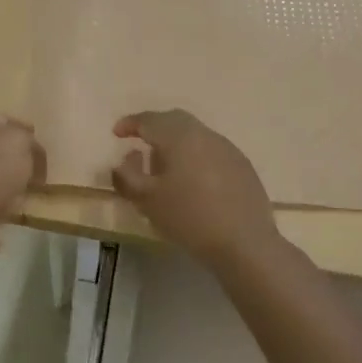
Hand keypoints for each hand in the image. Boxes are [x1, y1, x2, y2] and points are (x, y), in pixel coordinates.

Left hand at [0, 113, 45, 260]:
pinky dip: (16, 205)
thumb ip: (31, 142)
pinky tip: (28, 207)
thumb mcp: (20, 141)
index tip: (44, 141)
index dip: (24, 128)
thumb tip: (34, 155)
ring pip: (6, 177)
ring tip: (43, 188)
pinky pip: (4, 202)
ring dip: (22, 183)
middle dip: (26, 158)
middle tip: (49, 167)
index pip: (3, 120)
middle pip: (5, 150)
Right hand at [112, 110, 277, 266]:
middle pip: (174, 120)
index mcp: (179, 136)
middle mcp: (204, 134)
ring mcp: (227, 149)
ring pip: (195, 135)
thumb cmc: (189, 217)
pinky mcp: (242, 166)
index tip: (117, 134)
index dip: (130, 124)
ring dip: (175, 143)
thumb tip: (125, 160)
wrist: (244, 242)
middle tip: (140, 143)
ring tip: (165, 166)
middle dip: (154, 128)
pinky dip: (195, 156)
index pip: (149, 120)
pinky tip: (192, 181)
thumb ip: (127, 176)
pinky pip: (211, 151)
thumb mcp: (146, 200)